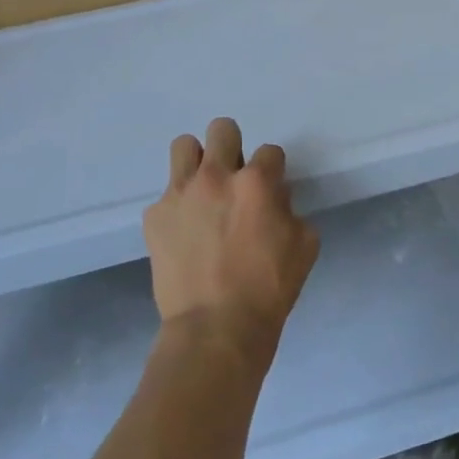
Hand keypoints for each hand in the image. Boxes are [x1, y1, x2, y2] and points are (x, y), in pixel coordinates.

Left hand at [142, 117, 320, 364]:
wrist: (215, 328)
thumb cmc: (269, 290)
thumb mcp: (305, 246)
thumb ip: (291, 211)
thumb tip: (275, 201)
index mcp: (256, 183)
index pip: (270, 151)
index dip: (274, 170)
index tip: (270, 190)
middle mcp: (216, 177)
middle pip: (222, 129)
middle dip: (233, 147)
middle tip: (235, 178)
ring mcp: (180, 194)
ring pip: (184, 146)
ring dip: (198, 162)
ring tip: (203, 190)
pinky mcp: (154, 216)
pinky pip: (166, 195)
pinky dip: (178, 207)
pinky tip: (185, 233)